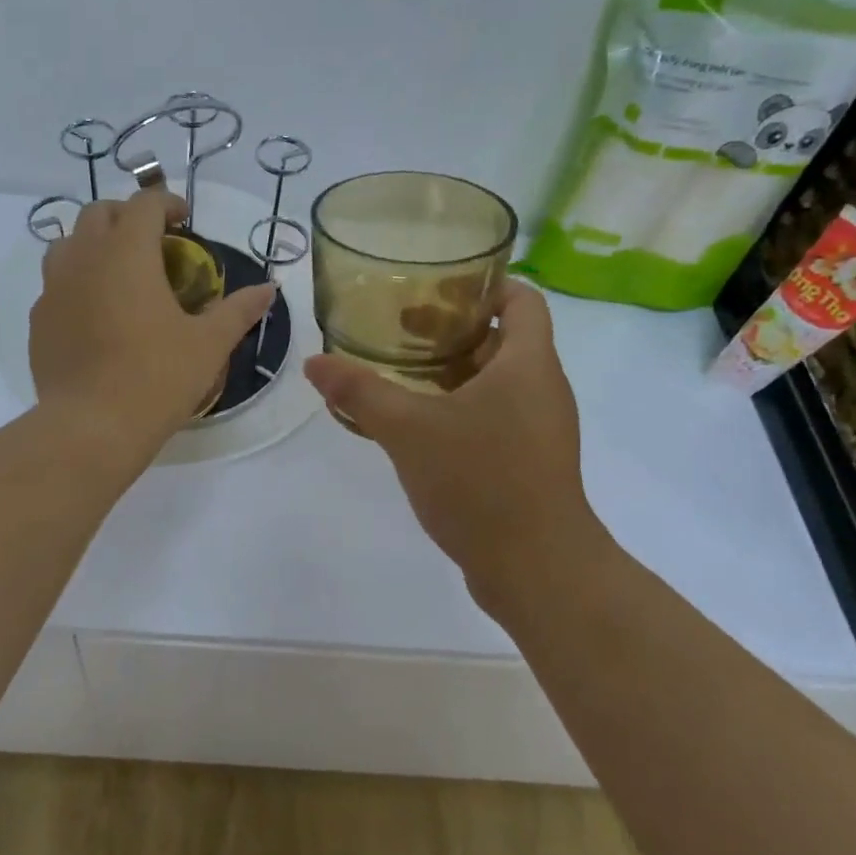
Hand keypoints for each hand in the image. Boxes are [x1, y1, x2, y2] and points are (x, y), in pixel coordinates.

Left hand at [31, 189, 275, 449]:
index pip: (144, 204)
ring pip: (68, 244)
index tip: (184, 221)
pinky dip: (76, 283)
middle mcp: (84, 258)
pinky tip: (96, 314)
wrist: (91, 427)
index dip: (167, 203)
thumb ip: (238, 310)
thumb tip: (269, 289)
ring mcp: (53, 288)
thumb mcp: (208, 344)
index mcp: (127, 252)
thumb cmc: (156, 377)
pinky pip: (55, 284)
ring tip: (119, 273)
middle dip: (127, 217)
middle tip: (153, 244)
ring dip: (94, 245)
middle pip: (99, 213)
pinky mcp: (39, 320)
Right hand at [302, 280, 603, 616]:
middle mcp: (541, 388)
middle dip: (452, 329)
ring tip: (399, 372)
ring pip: (496, 381)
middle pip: (502, 339)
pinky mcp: (528, 462)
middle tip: (400, 328)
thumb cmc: (481, 481)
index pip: (521, 299)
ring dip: (452, 372)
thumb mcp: (409, 429)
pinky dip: (458, 407)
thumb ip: (360, 392)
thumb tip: (314, 363)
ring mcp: (539, 428)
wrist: (538, 570)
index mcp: (528, 364)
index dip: (485, 284)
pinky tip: (416, 424)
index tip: (436, 285)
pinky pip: (494, 416)